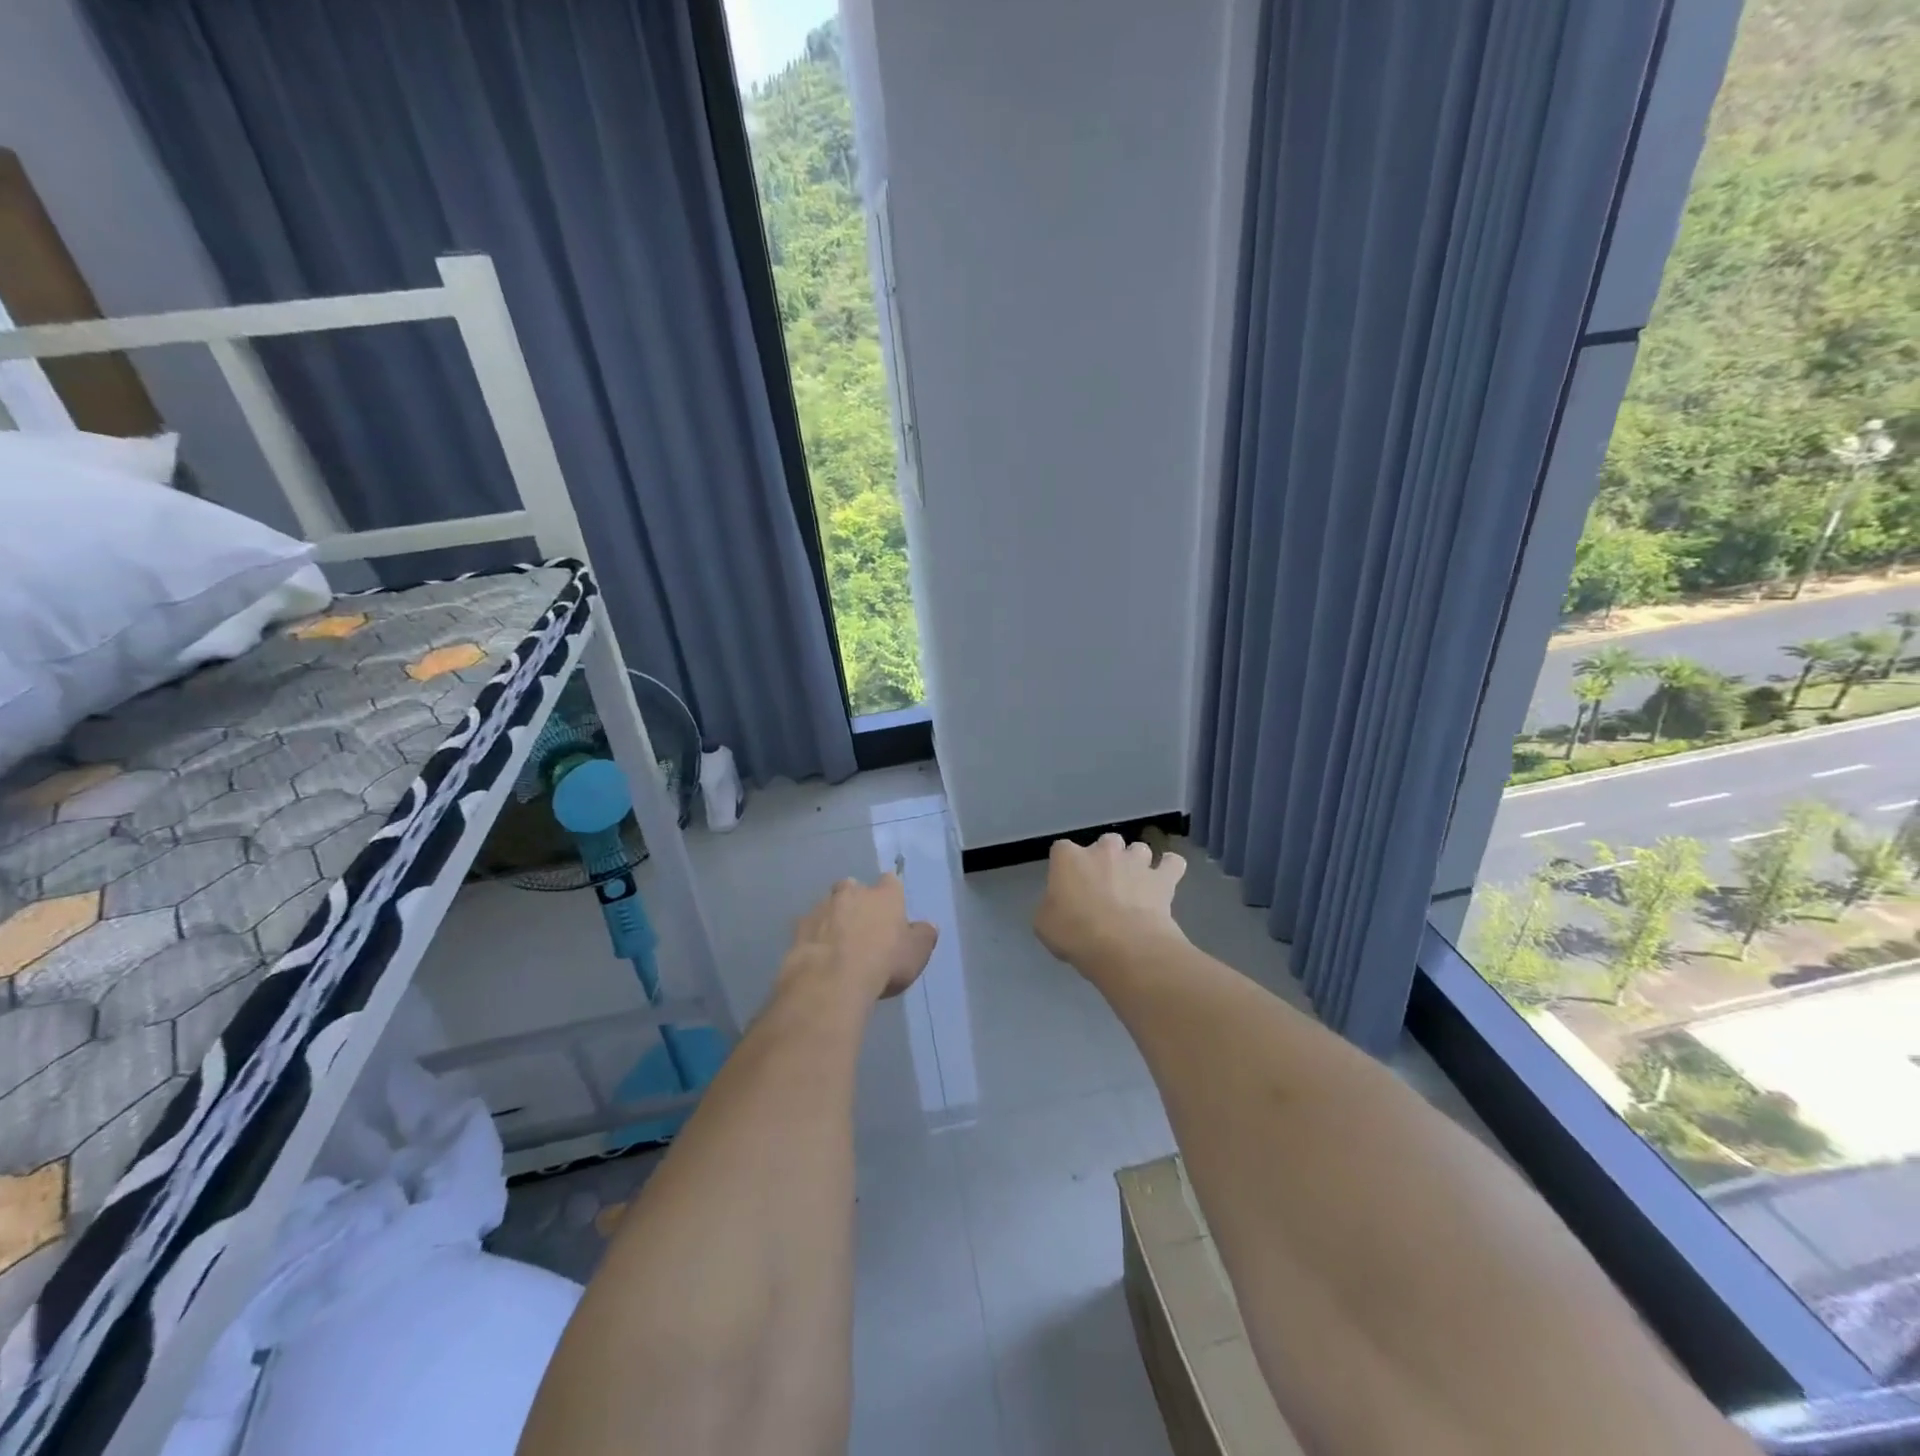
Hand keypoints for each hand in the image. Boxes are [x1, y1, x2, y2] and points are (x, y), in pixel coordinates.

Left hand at [781, 873, 937, 1001]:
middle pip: (854, 888)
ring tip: (837, 946)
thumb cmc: (883, 962)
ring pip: (829, 906)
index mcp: (884, 894)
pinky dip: (815, 937)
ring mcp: (822, 907)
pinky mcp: (799, 927)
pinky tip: (819, 956)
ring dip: (833, 919)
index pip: (890, 882)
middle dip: (856, 902)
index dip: (890, 895)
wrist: (831, 980)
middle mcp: (852, 892)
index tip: (891, 910)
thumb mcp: (916, 954)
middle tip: (861, 927)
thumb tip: (927, 925)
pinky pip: (810, 927)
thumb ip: (923, 936)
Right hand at [1034, 833, 1186, 968]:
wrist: (1123, 946)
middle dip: (1106, 858)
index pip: (1061, 849)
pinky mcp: (1163, 878)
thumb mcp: (1044, 924)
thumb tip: (1059, 906)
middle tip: (1103, 885)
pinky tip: (1166, 878)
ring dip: (1136, 862)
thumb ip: (1050, 906)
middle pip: (1105, 842)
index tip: (1066, 885)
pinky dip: (1170, 869)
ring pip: (1139, 849)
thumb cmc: (1075, 933)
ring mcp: (1136, 861)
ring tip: (1135, 884)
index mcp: (1068, 858)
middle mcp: (1103, 850)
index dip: (1065, 866)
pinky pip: (1172, 863)